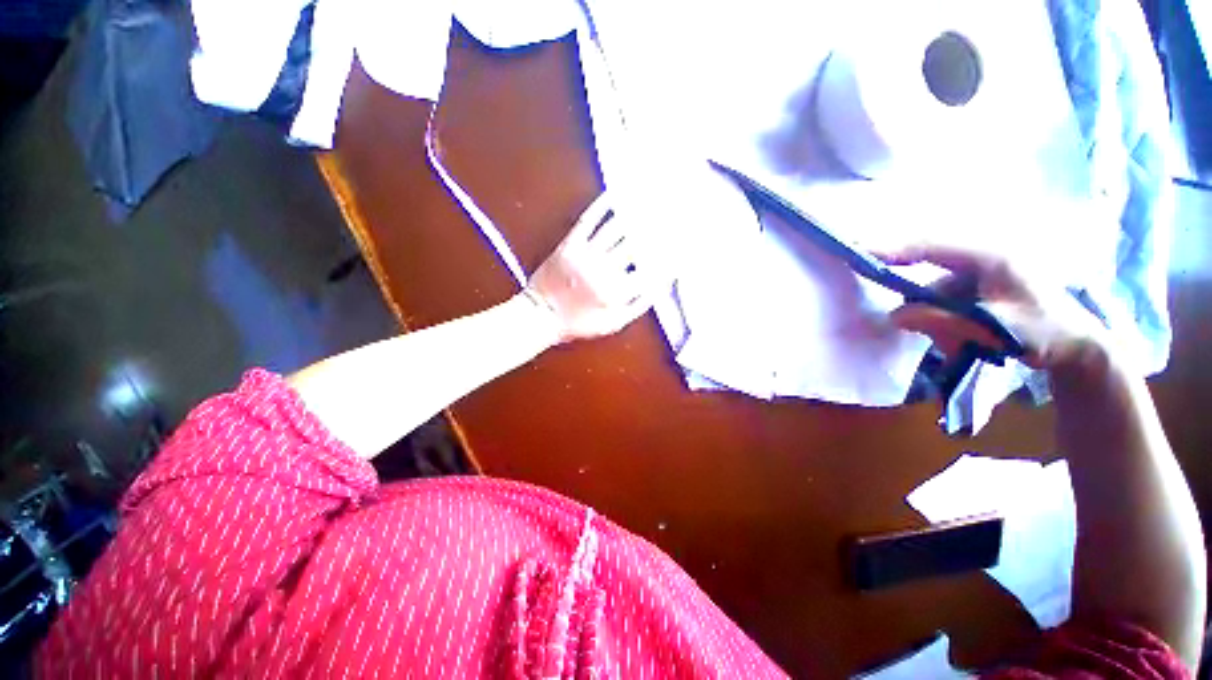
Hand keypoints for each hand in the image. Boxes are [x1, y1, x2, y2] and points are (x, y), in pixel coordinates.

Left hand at [522, 193, 665, 343]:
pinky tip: (616, 194)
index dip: (670, 256)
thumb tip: (662, 284)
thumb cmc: (579, 323)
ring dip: (638, 211)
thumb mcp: (614, 323)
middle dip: (660, 228)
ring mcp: (586, 254)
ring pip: (617, 228)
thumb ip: (640, 305)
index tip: (684, 244)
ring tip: (655, 197)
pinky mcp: (571, 244)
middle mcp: (605, 270)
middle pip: (638, 244)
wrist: (541, 315)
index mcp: (617, 292)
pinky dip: (603, 206)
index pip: (652, 269)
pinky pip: (590, 221)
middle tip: (676, 212)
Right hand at [878, 243, 1110, 371]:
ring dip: (936, 320)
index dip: (893, 248)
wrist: (1078, 345)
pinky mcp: (975, 288)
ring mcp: (977, 273)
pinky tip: (964, 341)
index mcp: (990, 256)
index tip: (859, 251)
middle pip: (928, 276)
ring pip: (934, 294)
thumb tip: (894, 316)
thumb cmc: (1045, 331)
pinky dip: (944, 322)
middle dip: (923, 306)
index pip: (931, 246)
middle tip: (933, 331)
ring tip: (961, 346)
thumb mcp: (994, 327)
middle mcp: (980, 258)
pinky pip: (944, 303)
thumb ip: (943, 320)